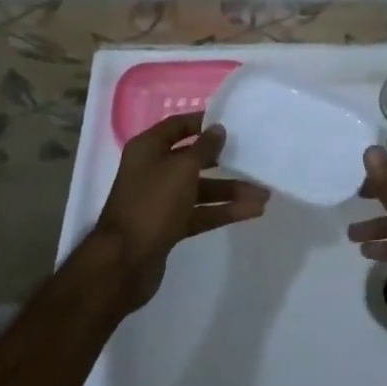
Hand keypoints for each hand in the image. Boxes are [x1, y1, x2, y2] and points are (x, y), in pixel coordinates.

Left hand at [91, 112, 268, 311]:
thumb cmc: (152, 204)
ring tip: (263, 194)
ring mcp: (160, 200)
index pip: (178, 126)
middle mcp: (153, 170)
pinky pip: (200, 212)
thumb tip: (218, 129)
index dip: (203, 122)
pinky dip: (223, 211)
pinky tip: (251, 212)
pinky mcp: (168, 226)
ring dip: (230, 190)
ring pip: (200, 189)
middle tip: (252, 157)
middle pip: (193, 159)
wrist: (123, 263)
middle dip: (223, 160)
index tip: (232, 123)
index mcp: (148, 149)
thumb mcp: (181, 169)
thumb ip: (203, 148)